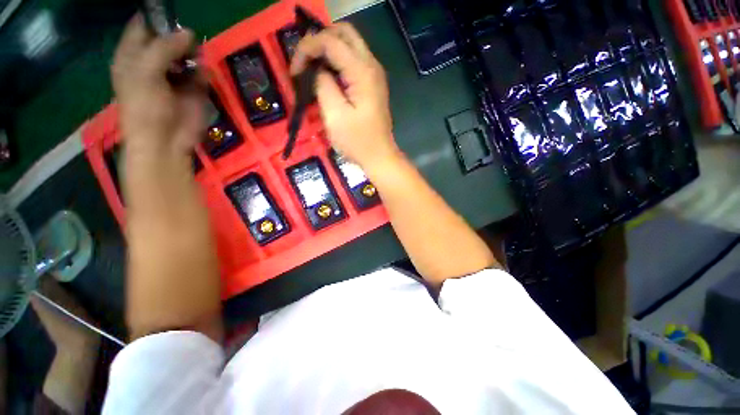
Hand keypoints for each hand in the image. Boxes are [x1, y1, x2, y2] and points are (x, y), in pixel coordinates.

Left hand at [112, 15, 204, 155]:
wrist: (166, 141)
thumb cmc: (146, 107)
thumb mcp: (146, 72)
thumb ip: (164, 48)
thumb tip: (189, 33)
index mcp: (133, 55)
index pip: (142, 26)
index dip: (155, 17)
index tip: (171, 13)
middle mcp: (153, 61)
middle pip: (167, 37)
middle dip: (178, 35)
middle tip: (188, 40)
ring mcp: (175, 75)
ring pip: (187, 54)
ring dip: (193, 54)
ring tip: (194, 59)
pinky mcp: (194, 89)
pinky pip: (201, 73)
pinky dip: (204, 72)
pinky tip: (201, 77)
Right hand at [291, 23, 398, 171]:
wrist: (379, 157)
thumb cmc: (358, 142)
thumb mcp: (334, 116)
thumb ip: (323, 85)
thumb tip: (318, 71)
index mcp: (362, 72)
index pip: (331, 40)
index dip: (307, 48)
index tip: (295, 71)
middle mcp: (372, 66)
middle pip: (344, 33)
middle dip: (319, 42)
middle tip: (304, 63)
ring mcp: (374, 75)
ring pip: (349, 45)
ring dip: (327, 51)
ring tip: (311, 70)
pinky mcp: (372, 84)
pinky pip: (353, 61)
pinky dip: (336, 62)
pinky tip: (327, 78)